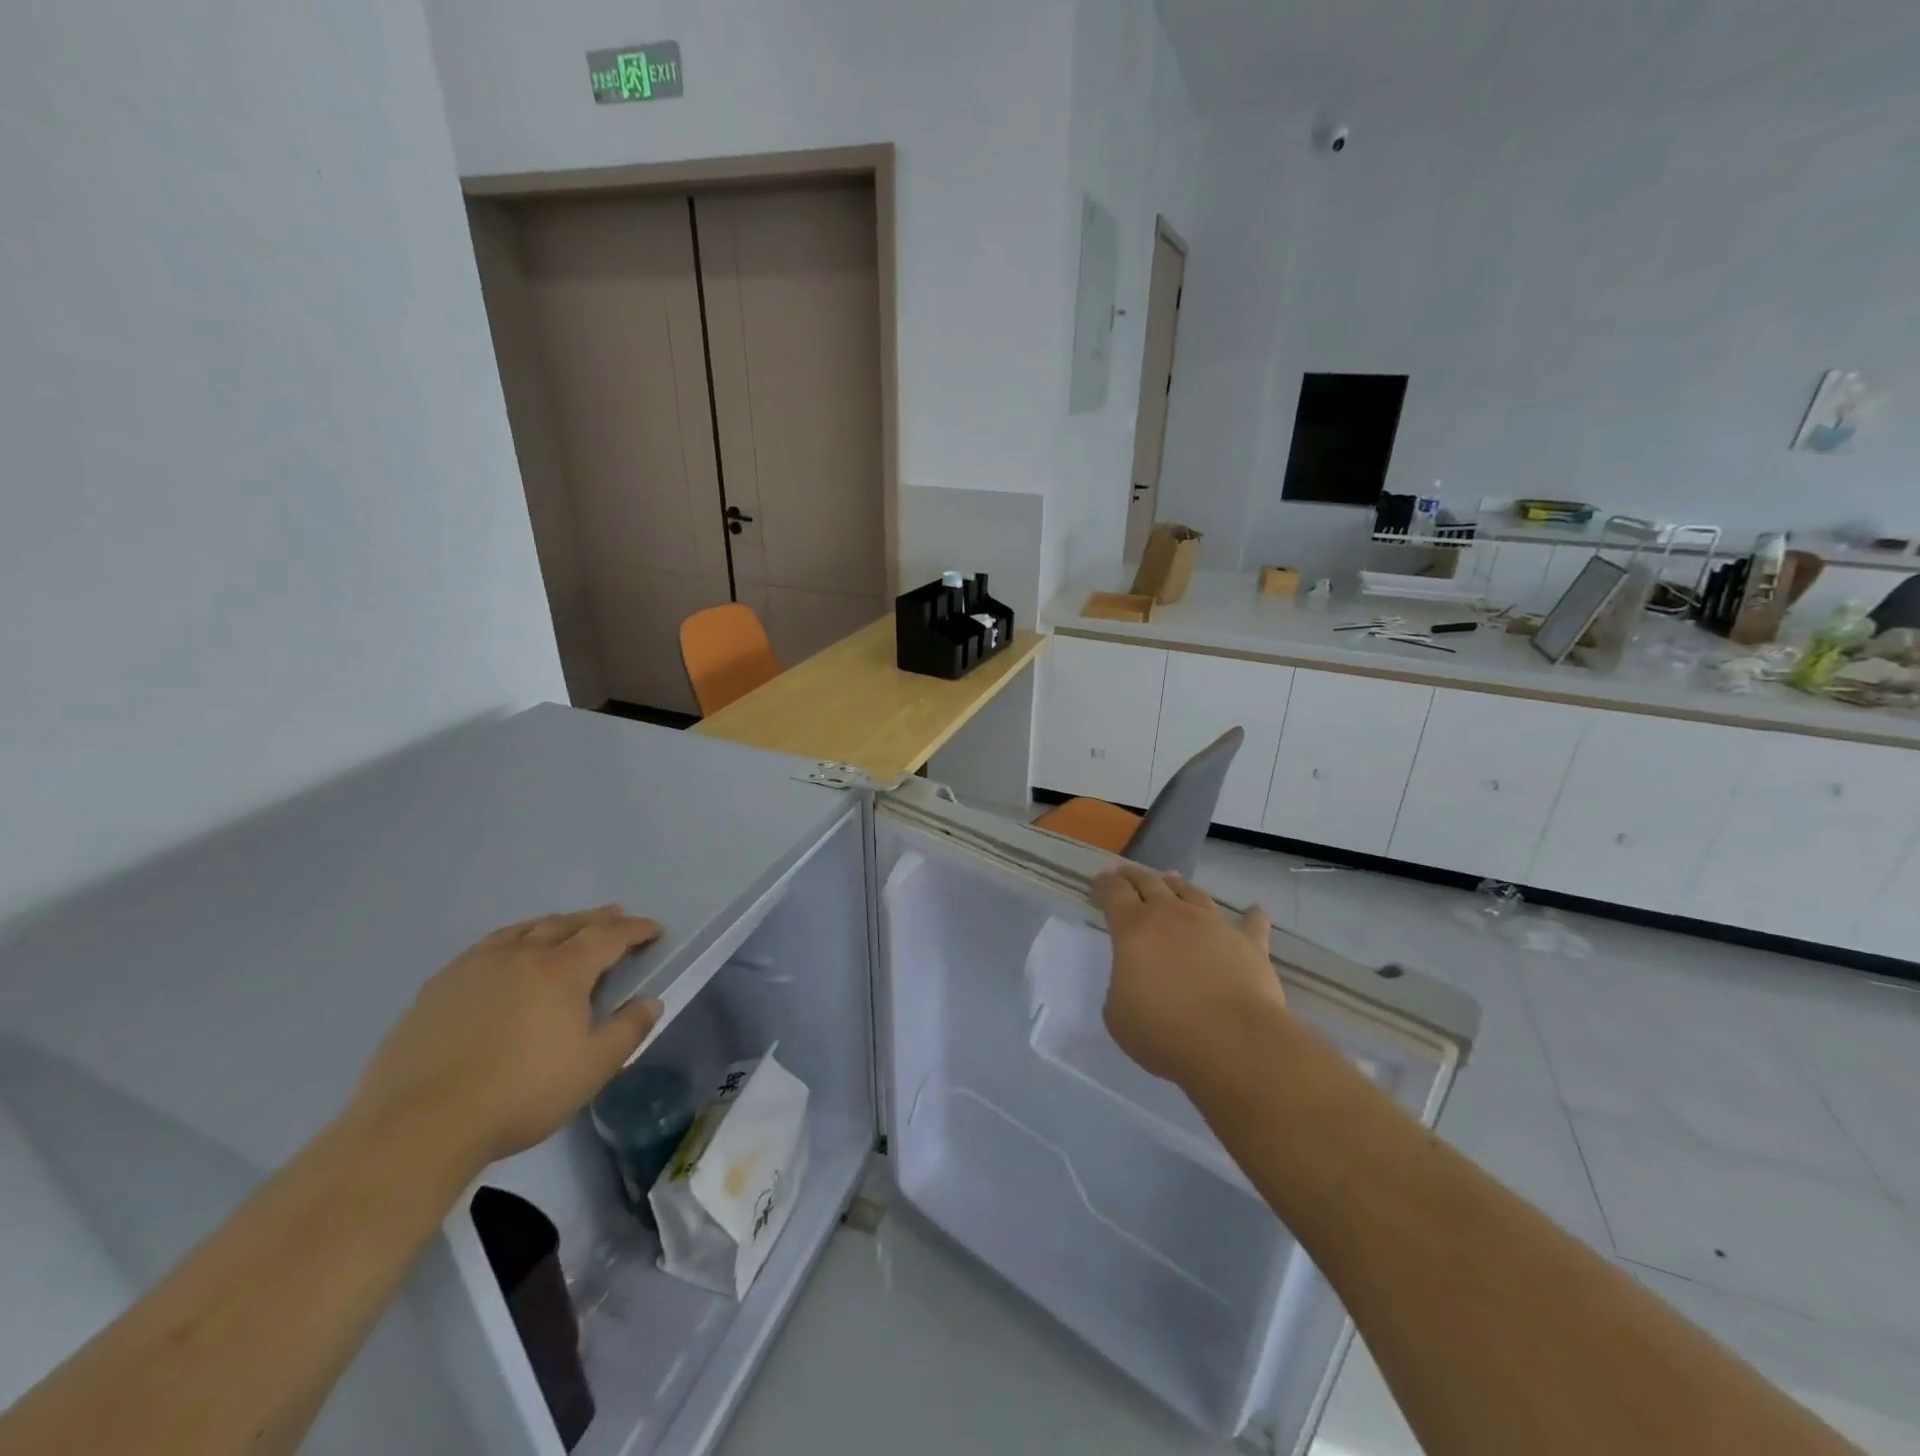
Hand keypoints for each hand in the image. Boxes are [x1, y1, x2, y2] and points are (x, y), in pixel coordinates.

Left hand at [346, 906, 663, 1174]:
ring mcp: (474, 967)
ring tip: (564, 926)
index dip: (634, 929)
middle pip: (566, 924)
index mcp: (562, 970)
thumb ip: (628, 1031)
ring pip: (523, 930)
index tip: (653, 929)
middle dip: (597, 918)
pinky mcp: (438, 987)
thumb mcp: (592, 1069)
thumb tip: (651, 1002)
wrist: (418, 1126)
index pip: (608, 936)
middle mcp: (520, 955)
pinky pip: (486, 947)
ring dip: (553, 924)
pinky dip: (511, 939)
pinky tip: (505, 954)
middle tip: (615, 916)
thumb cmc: (520, 1094)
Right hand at [1093, 866, 1283, 1087]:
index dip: (1104, 884)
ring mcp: (1213, 925)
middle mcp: (1172, 916)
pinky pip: (1251, 925)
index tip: (1098, 882)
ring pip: (1192, 893)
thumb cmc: (1163, 1030)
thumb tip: (1136, 979)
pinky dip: (1252, 917)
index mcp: (1133, 928)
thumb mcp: (1117, 1013)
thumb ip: (1122, 986)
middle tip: (1125, 874)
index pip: (1114, 893)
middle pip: (1149, 883)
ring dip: (1178, 884)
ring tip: (1171, 879)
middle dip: (1134, 876)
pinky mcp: (1249, 945)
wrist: (1232, 1041)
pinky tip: (1255, 910)